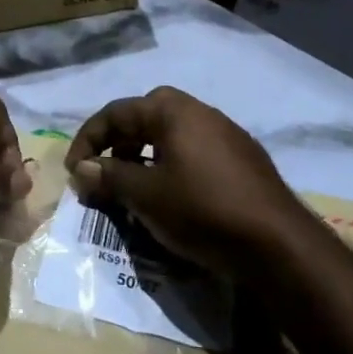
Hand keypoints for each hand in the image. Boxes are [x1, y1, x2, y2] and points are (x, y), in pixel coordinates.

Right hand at [66, 86, 307, 278]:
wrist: (278, 243)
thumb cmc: (202, 210)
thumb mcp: (145, 195)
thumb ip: (109, 177)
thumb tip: (82, 169)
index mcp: (172, 110)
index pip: (116, 112)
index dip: (88, 140)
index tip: (74, 171)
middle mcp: (200, 111)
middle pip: (145, 116)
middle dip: (118, 142)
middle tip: (104, 171)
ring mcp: (226, 133)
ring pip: (171, 135)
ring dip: (145, 155)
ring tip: (134, 187)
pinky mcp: (243, 159)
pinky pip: (194, 152)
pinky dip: (172, 165)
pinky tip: (173, 197)